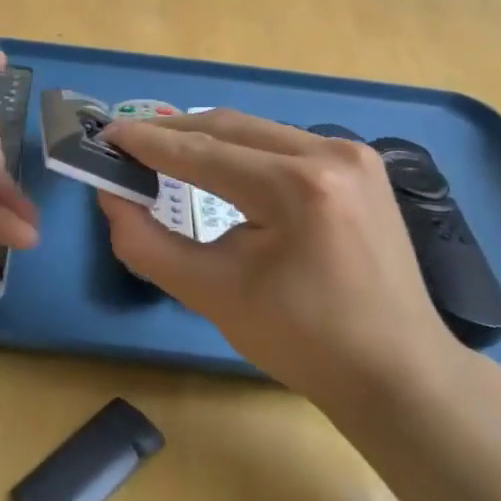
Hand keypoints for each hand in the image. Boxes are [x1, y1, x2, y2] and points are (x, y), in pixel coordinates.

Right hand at [96, 111, 468, 414]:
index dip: (147, 143)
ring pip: (258, 132)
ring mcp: (353, 155)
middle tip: (126, 144)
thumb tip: (111, 196)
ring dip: (207, 140)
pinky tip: (220, 166)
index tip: (105, 135)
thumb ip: (148, 243)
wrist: (396, 372)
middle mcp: (330, 153)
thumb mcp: (212, 294)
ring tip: (164, 154)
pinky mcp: (361, 167)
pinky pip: (284, 145)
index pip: (203, 152)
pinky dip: (243, 151)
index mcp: (298, 186)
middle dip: (173, 134)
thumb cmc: (301, 342)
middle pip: (230, 127)